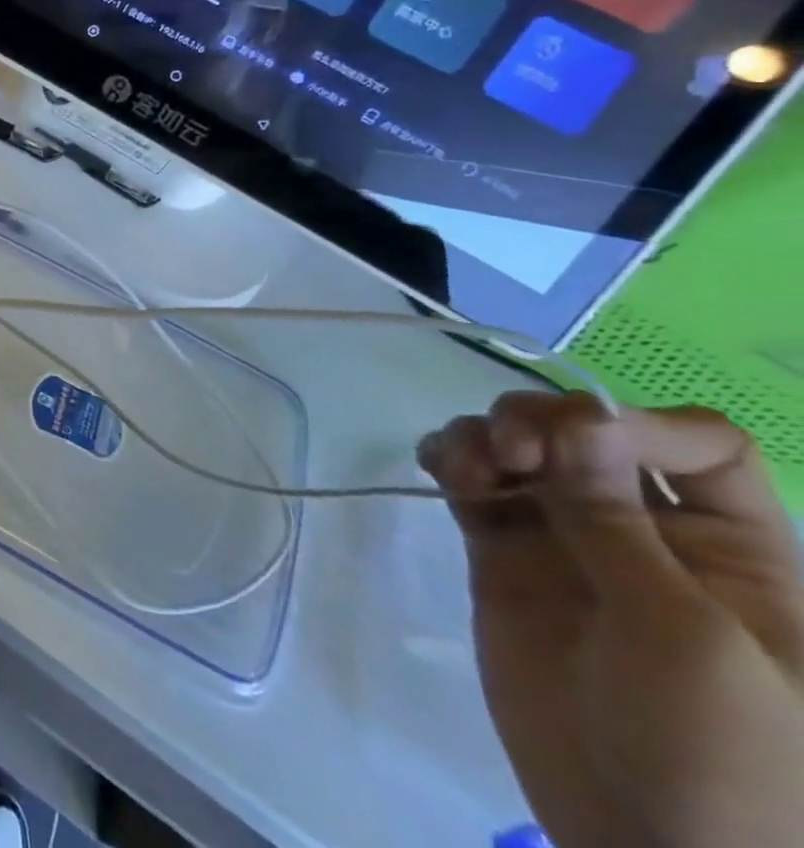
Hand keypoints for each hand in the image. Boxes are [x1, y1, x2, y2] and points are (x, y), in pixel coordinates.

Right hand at [419, 393, 803, 847]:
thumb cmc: (719, 758)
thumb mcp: (685, 638)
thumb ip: (619, 524)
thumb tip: (577, 415)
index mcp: (731, 550)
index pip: (694, 444)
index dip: (633, 423)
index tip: (572, 442)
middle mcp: (646, 531)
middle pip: (584, 431)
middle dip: (536, 423)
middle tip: (508, 456)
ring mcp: (565, 542)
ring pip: (518, 449)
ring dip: (484, 437)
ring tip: (465, 468)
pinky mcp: (502, 558)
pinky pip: (475, 485)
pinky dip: (453, 460)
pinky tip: (442, 470)